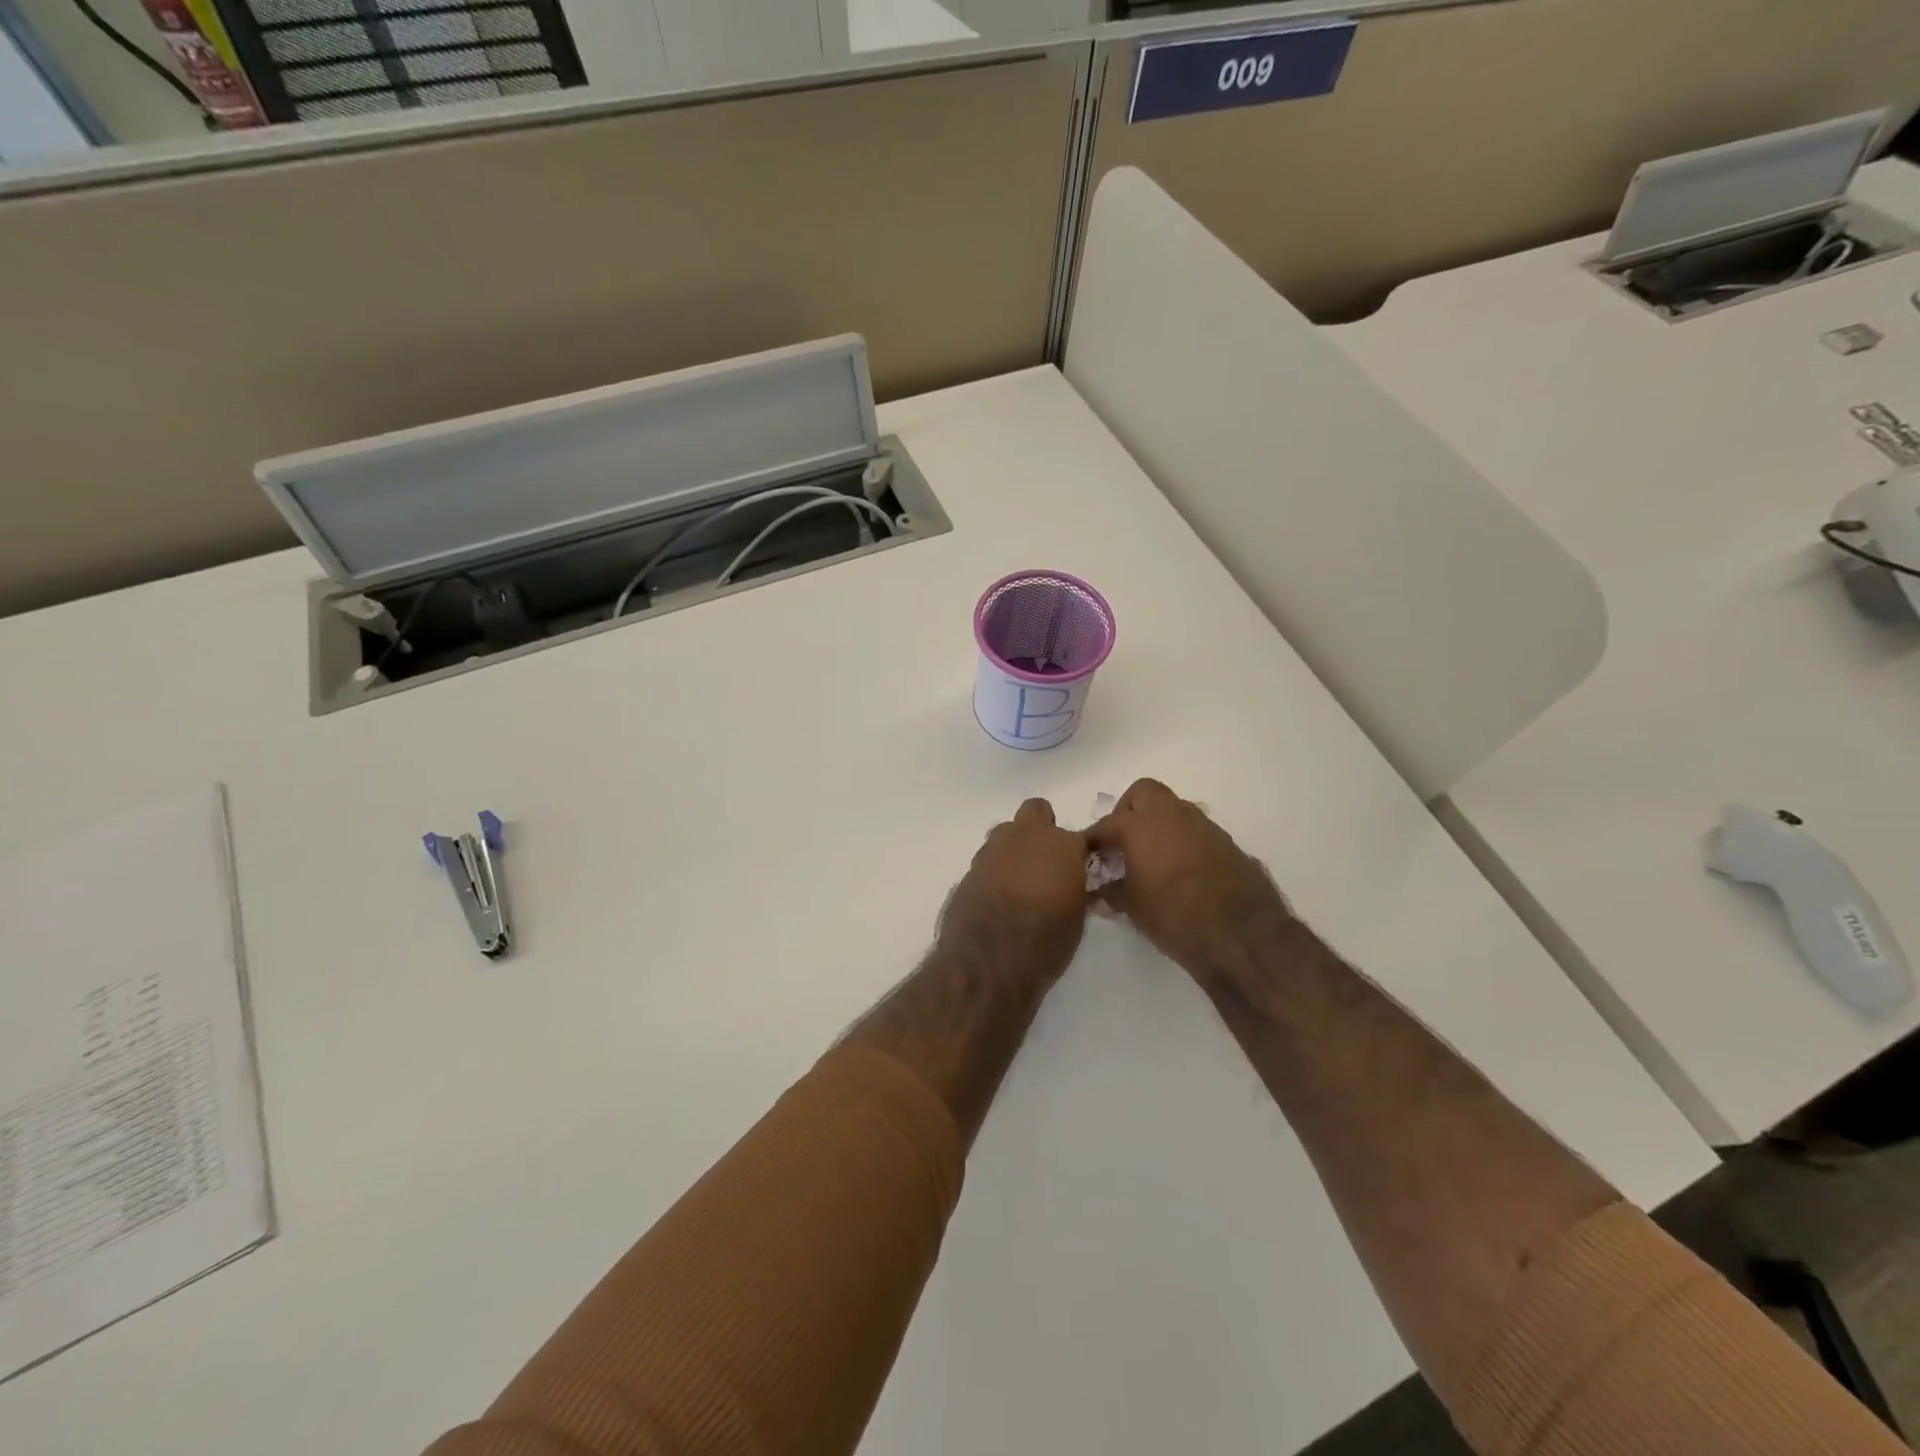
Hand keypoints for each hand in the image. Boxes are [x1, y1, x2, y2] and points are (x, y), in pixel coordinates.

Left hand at [940, 799, 1091, 989]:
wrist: (989, 960)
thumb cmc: (1045, 941)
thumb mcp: (1076, 919)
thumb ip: (1075, 889)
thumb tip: (1071, 884)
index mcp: (1061, 845)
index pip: (1081, 836)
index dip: (1080, 852)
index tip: (1080, 869)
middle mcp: (1026, 837)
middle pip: (1036, 812)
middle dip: (1042, 829)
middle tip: (1046, 861)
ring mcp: (993, 850)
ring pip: (1007, 833)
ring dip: (1015, 849)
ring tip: (1020, 882)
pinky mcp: (969, 868)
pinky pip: (988, 860)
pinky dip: (995, 871)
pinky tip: (997, 897)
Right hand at [1087, 779, 1291, 979]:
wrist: (1243, 935)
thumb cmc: (1176, 918)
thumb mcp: (1134, 909)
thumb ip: (1113, 893)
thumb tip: (1100, 891)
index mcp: (1140, 826)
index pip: (1106, 825)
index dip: (1092, 840)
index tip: (1085, 855)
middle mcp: (1171, 815)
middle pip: (1142, 793)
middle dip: (1127, 811)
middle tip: (1121, 842)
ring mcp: (1203, 825)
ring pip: (1173, 808)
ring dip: (1157, 824)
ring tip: (1150, 857)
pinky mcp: (1226, 842)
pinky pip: (1195, 830)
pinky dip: (1181, 840)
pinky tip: (1179, 870)